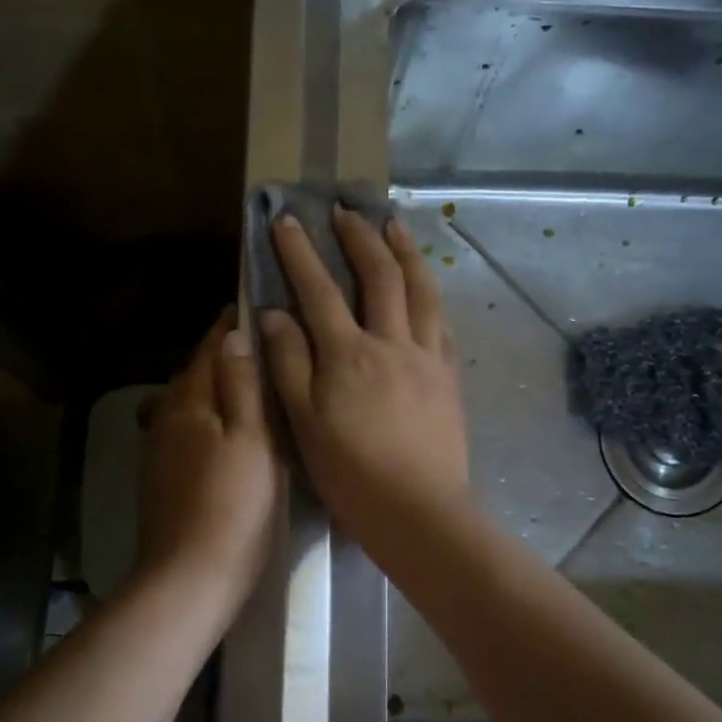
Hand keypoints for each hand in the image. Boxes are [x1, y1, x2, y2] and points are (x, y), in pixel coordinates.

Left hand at [135, 307, 280, 610]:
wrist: (190, 578)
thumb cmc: (234, 505)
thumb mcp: (252, 440)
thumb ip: (243, 385)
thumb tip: (234, 335)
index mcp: (189, 402)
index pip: (209, 348)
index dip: (229, 325)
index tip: (252, 304)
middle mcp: (166, 417)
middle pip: (195, 373)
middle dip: (222, 354)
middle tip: (261, 343)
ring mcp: (160, 449)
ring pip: (190, 402)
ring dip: (214, 386)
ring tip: (250, 382)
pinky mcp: (162, 477)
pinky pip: (187, 429)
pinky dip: (208, 416)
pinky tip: (228, 429)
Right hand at [260, 207, 470, 564]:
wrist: (418, 512)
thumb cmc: (351, 473)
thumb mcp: (304, 422)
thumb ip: (288, 363)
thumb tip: (273, 313)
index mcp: (348, 354)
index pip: (319, 289)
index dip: (300, 252)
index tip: (286, 220)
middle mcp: (391, 343)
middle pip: (379, 276)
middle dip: (359, 237)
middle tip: (347, 209)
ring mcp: (426, 357)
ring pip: (421, 290)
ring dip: (405, 252)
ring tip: (394, 225)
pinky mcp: (448, 377)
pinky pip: (442, 323)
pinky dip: (432, 294)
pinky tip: (428, 287)